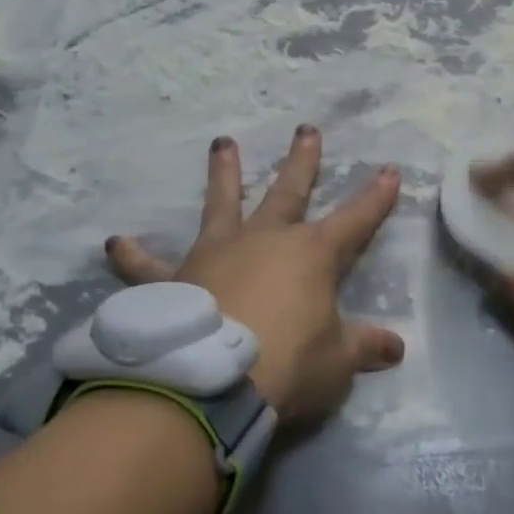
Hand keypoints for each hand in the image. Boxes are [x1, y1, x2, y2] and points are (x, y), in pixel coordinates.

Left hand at [105, 125, 403, 420]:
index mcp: (312, 254)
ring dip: (223, 174)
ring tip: (222, 143)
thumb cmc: (287, 365)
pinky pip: (151, 267)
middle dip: (302, 161)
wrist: (209, 383)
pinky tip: (116, 243)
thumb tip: (397, 349)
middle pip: (289, 191)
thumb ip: (364, 348)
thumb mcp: (337, 362)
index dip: (376, 197)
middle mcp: (265, 240)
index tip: (390, 170)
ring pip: (222, 204)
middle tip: (306, 129)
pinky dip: (134, 257)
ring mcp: (218, 253)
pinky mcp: (177, 280)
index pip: (357, 218)